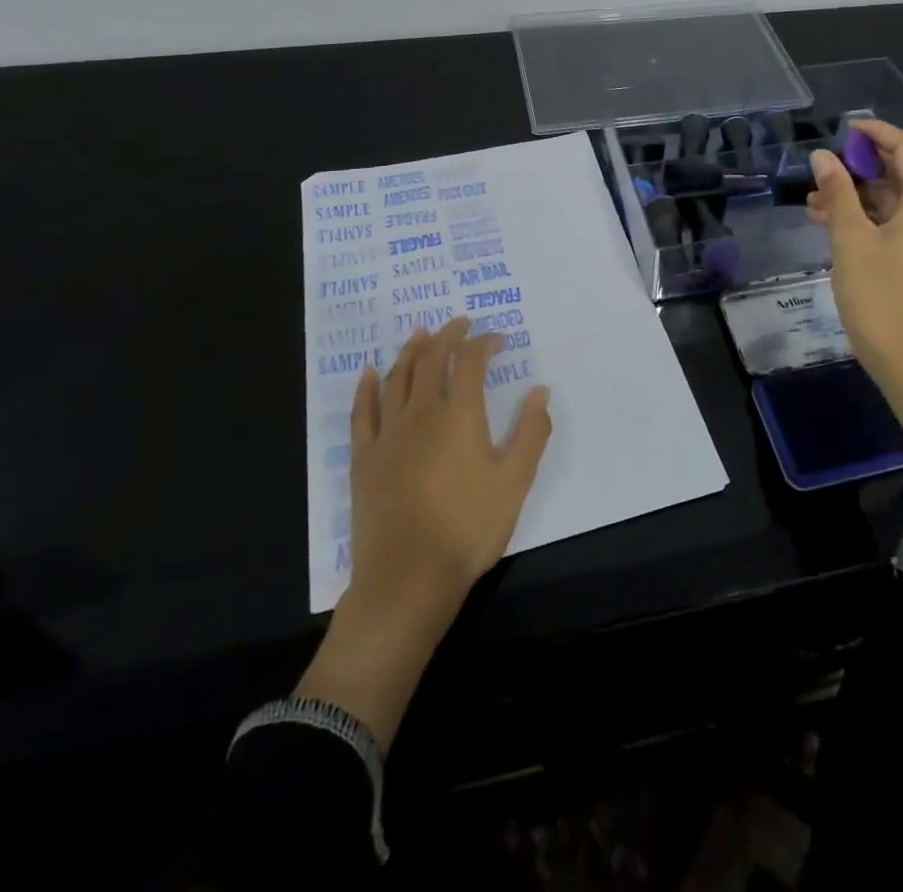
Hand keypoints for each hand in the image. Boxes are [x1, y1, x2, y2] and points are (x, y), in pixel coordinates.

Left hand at [295, 317, 551, 746]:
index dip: (485, 342)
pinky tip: (371, 372)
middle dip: (447, 336)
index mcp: (460, 414)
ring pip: (397, 377)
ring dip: (411, 350)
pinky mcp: (364, 457)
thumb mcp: (515, 482)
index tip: (498, 339)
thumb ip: (531, 432)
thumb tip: (541, 390)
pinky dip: (367, 386)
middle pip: (430, 358)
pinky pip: (362, 410)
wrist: (407, 578)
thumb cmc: (469, 528)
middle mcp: (421, 412)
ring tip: (421, 334)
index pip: (471, 361)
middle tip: (460, 324)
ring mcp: (388, 433)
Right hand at [807, 119, 902, 479]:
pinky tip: (829, 224)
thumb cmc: (880, 297)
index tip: (841, 129)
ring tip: (813, 202)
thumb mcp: (851, 240)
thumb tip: (823, 157)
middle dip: (857, 168)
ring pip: (891, 202)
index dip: (874, 132)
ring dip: (855, 196)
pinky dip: (865, 219)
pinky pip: (893, 224)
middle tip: (819, 171)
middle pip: (899, 174)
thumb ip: (837, 193)